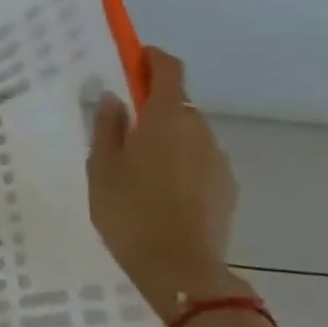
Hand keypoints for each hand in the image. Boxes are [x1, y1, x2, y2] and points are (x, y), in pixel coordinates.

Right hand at [86, 46, 241, 321]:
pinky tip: (160, 191)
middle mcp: (199, 130)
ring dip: (166, 137)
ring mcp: (217, 159)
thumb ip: (107, 127)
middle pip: (178, 103)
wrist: (179, 269)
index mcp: (165, 119)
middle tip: (121, 127)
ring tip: (138, 168)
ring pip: (189, 133)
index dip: (152, 58)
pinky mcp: (227, 186)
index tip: (133, 58)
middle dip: (153, 105)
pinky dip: (181, 162)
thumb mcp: (101, 167)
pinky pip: (200, 160)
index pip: (169, 69)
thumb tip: (113, 97)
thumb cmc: (128, 211)